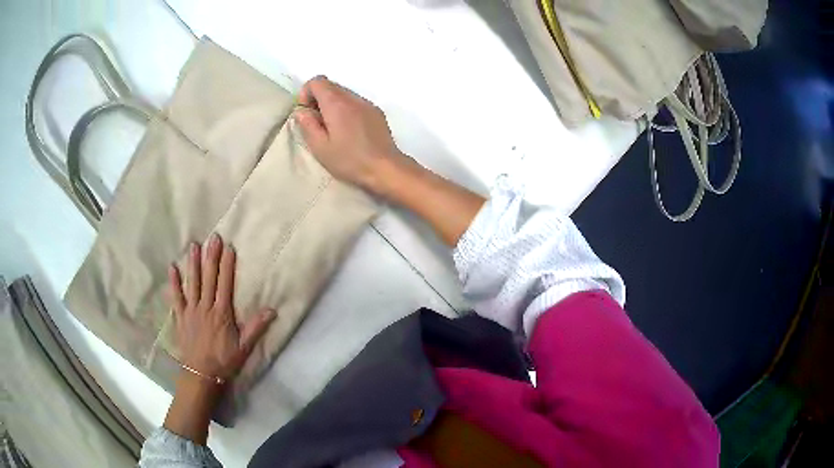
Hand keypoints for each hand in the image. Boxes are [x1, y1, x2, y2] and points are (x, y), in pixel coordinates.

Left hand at [168, 233, 276, 381]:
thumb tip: (272, 310)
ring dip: (193, 264)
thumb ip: (256, 327)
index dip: (227, 265)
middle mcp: (205, 307)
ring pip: (192, 283)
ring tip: (194, 245)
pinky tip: (172, 268)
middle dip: (211, 257)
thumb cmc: (224, 360)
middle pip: (209, 278)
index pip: (225, 284)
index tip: (229, 248)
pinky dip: (174, 283)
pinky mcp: (180, 316)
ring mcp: (191, 310)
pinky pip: (176, 297)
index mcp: (222, 313)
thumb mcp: (244, 347)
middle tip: (213, 238)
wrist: (201, 374)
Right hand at [293, 76, 406, 195]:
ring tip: (333, 129)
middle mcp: (353, 98)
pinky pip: (356, 103)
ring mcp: (367, 103)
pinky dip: (347, 110)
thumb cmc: (349, 160)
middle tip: (317, 123)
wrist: (385, 167)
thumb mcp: (320, 147)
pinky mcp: (376, 112)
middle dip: (318, 99)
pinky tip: (349, 131)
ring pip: (344, 94)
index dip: (306, 93)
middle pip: (331, 85)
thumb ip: (307, 125)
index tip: (306, 113)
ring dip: (333, 105)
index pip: (317, 81)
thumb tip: (301, 111)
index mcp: (336, 103)